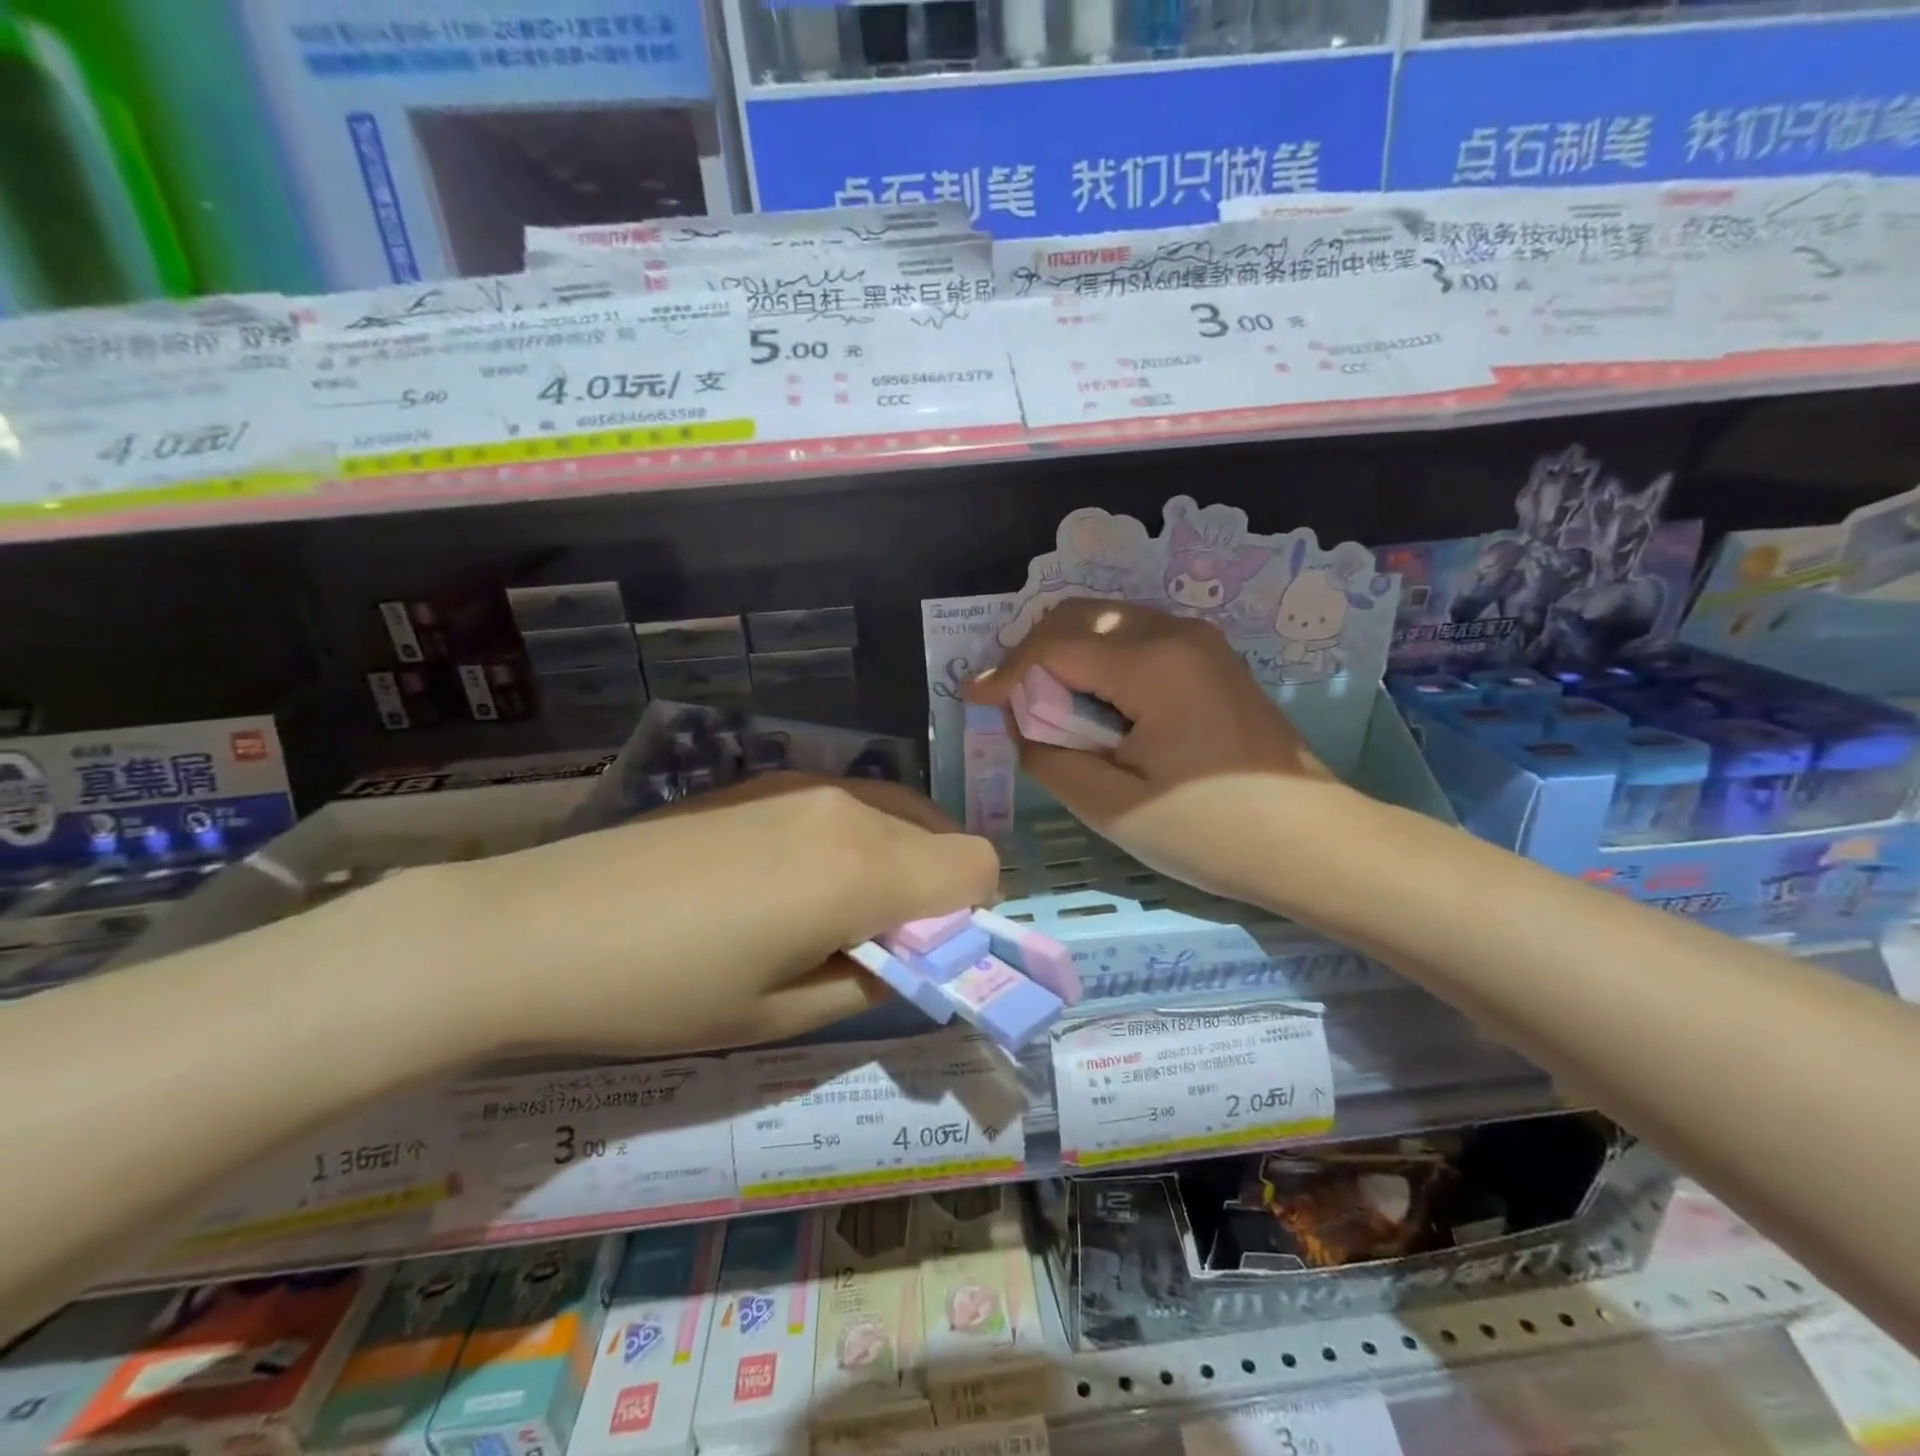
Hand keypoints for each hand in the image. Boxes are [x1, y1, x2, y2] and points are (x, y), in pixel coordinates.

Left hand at [446, 774, 999, 1055]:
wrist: (535, 928)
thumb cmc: (663, 991)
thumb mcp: (782, 1014)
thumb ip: (873, 980)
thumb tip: (912, 959)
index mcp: (862, 866)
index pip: (977, 865)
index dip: (972, 917)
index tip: (925, 957)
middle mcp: (847, 806)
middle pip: (942, 834)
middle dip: (935, 891)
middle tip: (878, 945)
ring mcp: (803, 783)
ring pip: (897, 813)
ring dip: (896, 863)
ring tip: (830, 916)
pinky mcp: (764, 780)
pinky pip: (847, 804)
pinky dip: (854, 841)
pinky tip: (786, 883)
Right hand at [963, 600, 1355, 901]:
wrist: (1312, 843)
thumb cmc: (1209, 831)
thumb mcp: (1111, 806)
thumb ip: (1048, 754)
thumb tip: (1018, 718)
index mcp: (1151, 664)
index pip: (1054, 647)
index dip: (1006, 672)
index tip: (969, 696)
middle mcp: (1175, 633)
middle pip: (1079, 616)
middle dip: (1032, 653)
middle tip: (1007, 700)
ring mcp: (1200, 642)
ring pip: (1107, 621)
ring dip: (1066, 653)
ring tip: (1044, 703)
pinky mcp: (1211, 659)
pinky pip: (1137, 638)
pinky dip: (1099, 659)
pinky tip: (1091, 700)